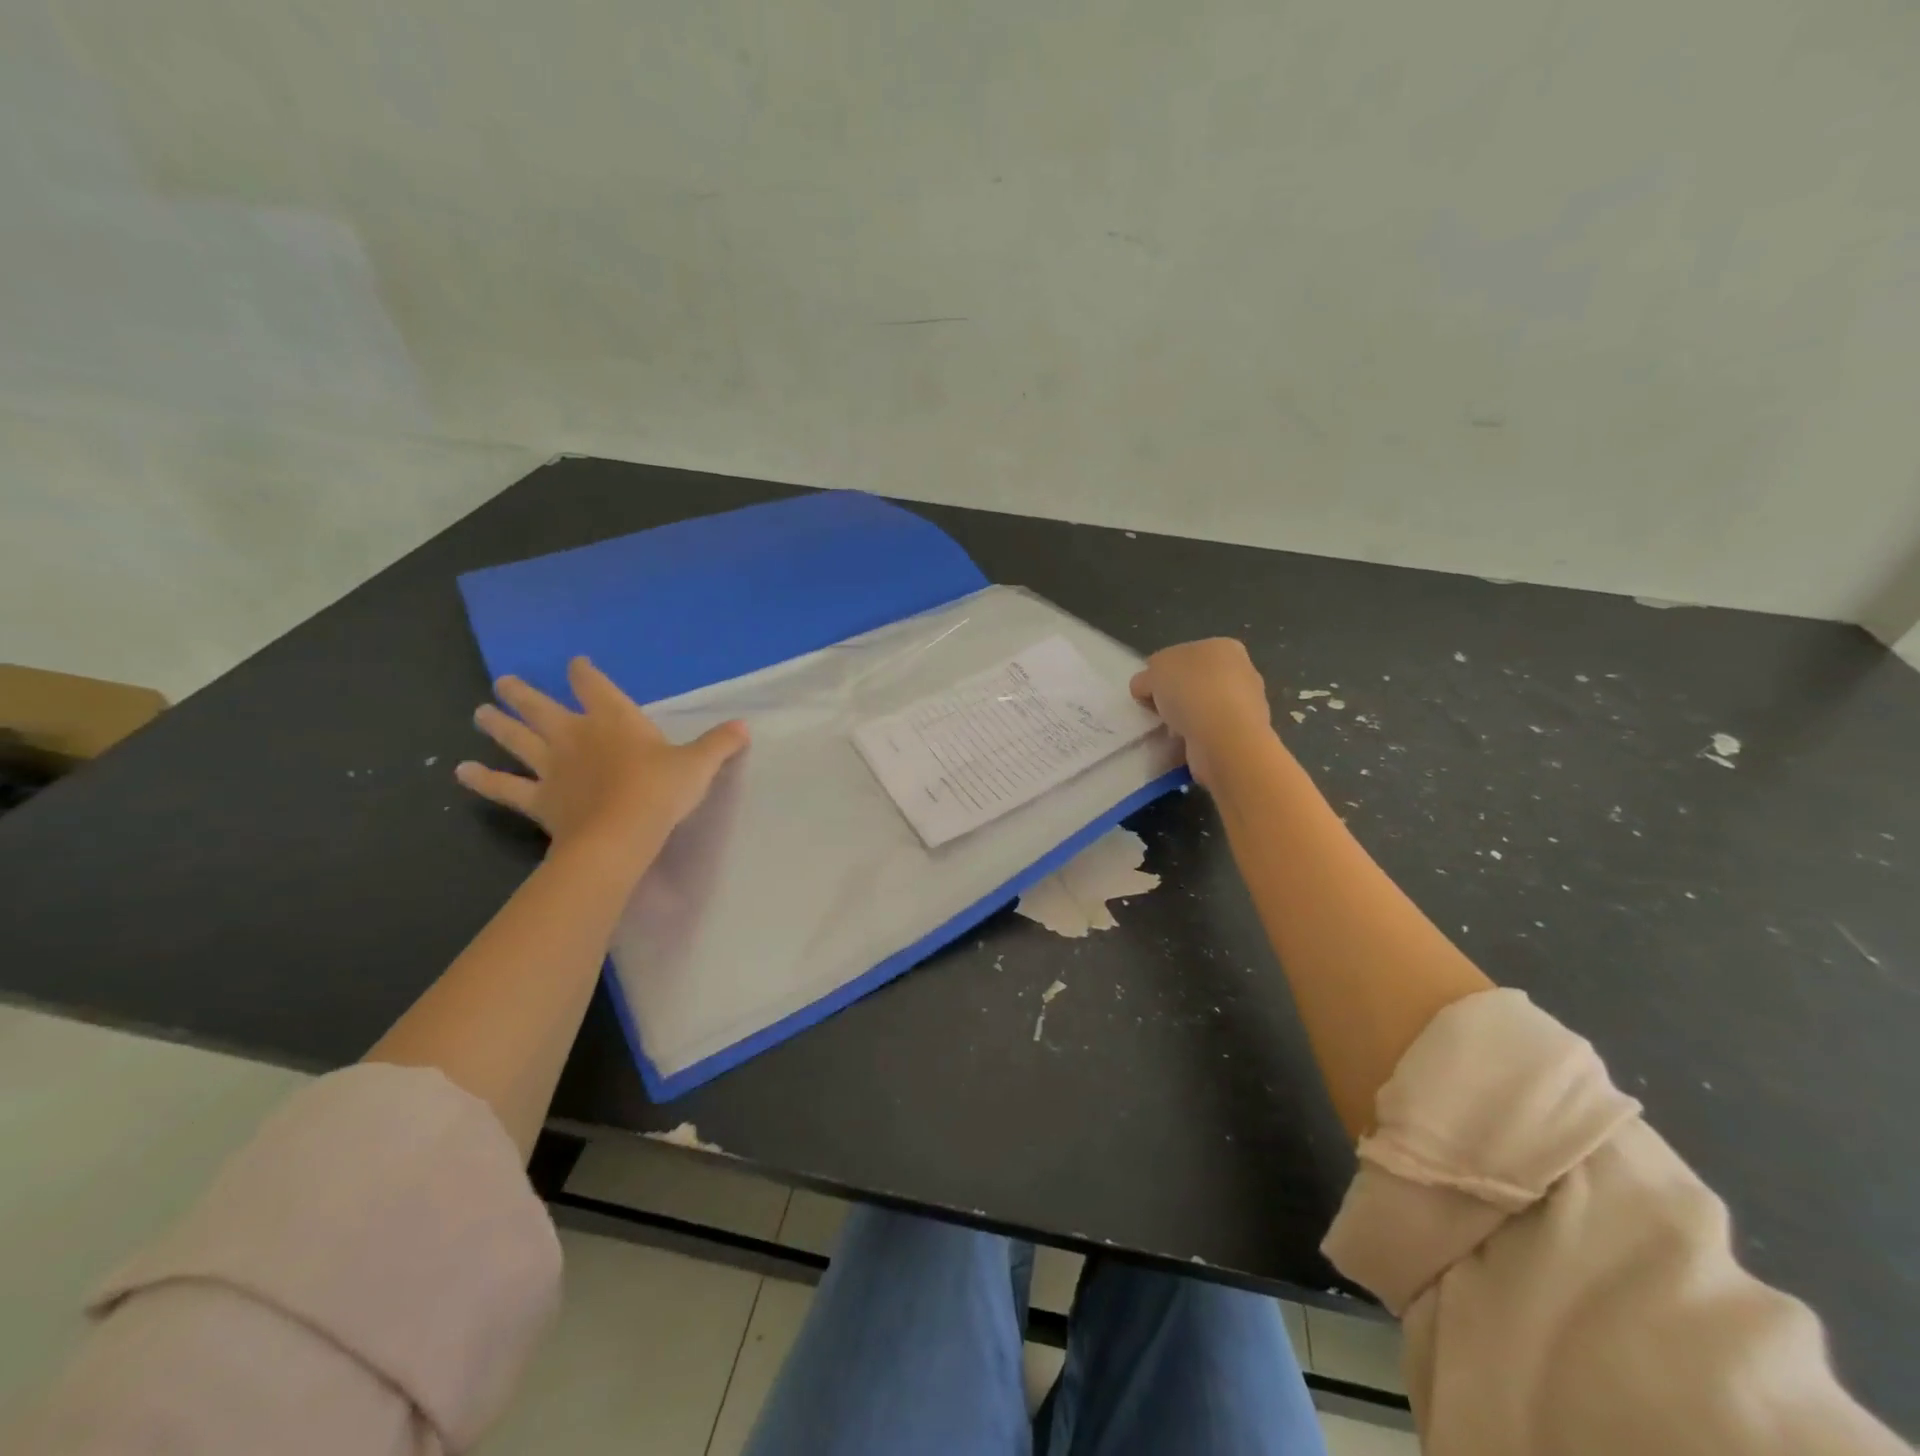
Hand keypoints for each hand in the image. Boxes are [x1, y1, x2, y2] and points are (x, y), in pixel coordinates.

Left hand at [457, 657, 748, 870]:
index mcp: (615, 720)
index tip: (575, 664)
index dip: (584, 674)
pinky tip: (461, 772)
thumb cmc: (661, 791)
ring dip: (497, 725)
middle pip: (542, 708)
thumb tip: (745, 726)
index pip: (594, 686)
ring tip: (478, 713)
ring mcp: (552, 767)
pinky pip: (504, 787)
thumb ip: (719, 744)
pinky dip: (482, 780)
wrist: (620, 834)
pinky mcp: (538, 799)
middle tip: (504, 682)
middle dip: (523, 694)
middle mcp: (576, 735)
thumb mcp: (699, 765)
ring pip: (518, 740)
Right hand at [1130, 638, 1272, 788]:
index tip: (1148, 691)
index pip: (1182, 654)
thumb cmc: (1191, 692)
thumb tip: (1146, 688)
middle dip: (1173, 697)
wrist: (1225, 739)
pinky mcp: (1242, 734)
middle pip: (1193, 681)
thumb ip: (1147, 676)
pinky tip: (1187, 743)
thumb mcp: (1154, 671)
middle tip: (1158, 711)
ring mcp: (1245, 704)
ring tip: (1171, 731)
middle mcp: (1240, 671)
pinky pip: (1209, 731)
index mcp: (1222, 646)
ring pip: (1201, 708)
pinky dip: (1195, 737)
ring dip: (1184, 719)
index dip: (1160, 672)